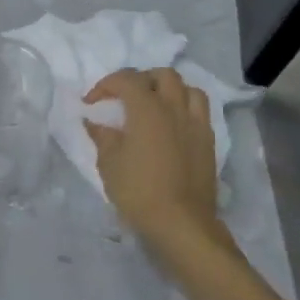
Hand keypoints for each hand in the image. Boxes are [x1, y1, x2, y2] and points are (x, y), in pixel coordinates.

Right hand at [84, 68, 228, 256]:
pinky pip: (200, 111)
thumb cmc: (138, 190)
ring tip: (154, 105)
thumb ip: (102, 136)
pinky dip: (185, 108)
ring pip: (188, 89)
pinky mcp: (208, 143)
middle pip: (162, 75)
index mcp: (147, 109)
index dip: (106, 85)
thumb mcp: (109, 163)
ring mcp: (196, 124)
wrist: (181, 224)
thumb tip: (95, 121)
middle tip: (125, 97)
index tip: (91, 103)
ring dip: (169, 90)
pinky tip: (172, 126)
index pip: (126, 79)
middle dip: (141, 79)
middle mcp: (174, 108)